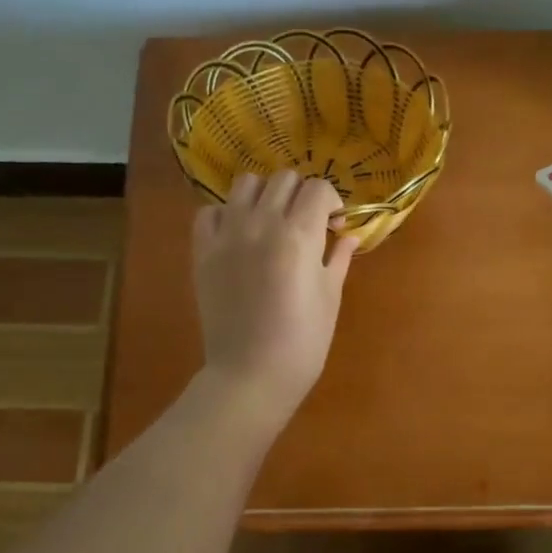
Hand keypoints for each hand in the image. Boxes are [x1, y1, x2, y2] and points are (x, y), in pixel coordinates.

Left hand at [193, 170, 355, 426]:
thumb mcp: (331, 296)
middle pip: (284, 178)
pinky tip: (239, 234)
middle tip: (306, 222)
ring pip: (246, 184)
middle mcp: (261, 223)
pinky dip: (227, 214)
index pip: (318, 188)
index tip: (334, 224)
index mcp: (300, 235)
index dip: (332, 202)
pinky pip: (210, 212)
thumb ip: (340, 257)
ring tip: (271, 220)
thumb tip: (348, 235)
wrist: (251, 374)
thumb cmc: (304, 341)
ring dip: (265, 194)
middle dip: (301, 193)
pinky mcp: (202, 251)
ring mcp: (227, 235)